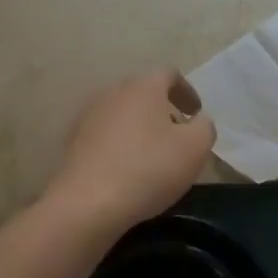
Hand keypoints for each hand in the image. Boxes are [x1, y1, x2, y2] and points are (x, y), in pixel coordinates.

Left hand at [48, 70, 216, 232]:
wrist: (87, 203)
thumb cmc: (149, 169)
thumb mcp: (195, 148)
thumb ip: (204, 127)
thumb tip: (198, 121)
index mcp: (143, 87)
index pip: (169, 74)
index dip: (186, 92)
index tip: (195, 114)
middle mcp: (112, 92)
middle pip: (143, 92)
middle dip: (162, 109)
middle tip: (177, 135)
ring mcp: (88, 116)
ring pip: (122, 113)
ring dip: (139, 127)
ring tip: (151, 154)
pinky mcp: (73, 141)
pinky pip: (104, 134)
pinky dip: (119, 144)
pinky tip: (126, 168)